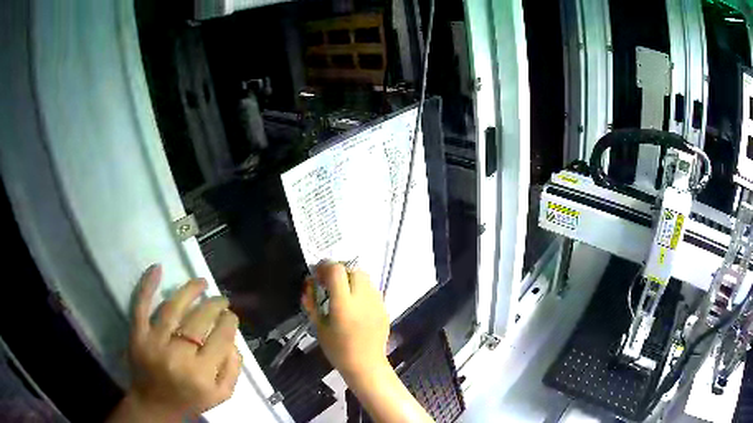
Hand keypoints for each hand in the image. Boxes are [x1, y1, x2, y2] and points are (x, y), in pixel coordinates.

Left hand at [109, 265, 241, 421]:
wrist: (154, 405)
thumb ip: (232, 369)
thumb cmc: (190, 400)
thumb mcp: (220, 395)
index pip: (221, 338)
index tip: (231, 315)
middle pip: (199, 320)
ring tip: (202, 282)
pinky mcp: (137, 335)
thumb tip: (233, 339)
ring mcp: (154, 342)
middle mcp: (178, 356)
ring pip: (173, 308)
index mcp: (201, 374)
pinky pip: (141, 306)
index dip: (229, 322)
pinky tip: (157, 268)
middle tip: (221, 299)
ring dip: (190, 290)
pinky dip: (147, 285)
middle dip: (214, 305)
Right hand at [302, 262, 390, 381]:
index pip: (337, 270)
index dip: (325, 266)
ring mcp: (377, 302)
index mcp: (344, 305)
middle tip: (329, 282)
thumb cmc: (338, 350)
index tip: (317, 274)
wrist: (366, 366)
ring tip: (342, 292)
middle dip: (339, 271)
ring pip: (365, 277)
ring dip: (351, 278)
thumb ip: (312, 303)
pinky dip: (361, 289)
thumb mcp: (319, 327)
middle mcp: (363, 299)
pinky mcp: (384, 307)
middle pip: (353, 269)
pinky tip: (355, 304)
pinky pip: (372, 289)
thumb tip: (309, 283)